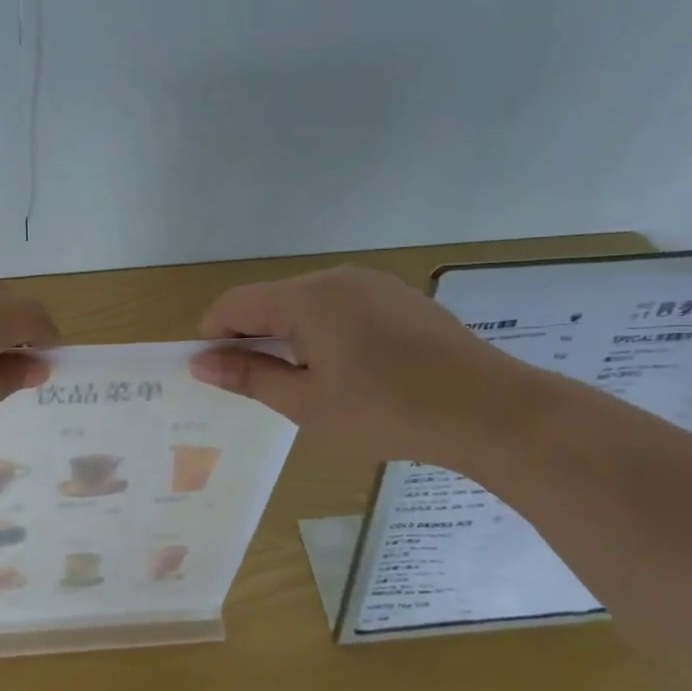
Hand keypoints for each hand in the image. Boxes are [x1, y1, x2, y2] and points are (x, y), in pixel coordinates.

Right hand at [189, 265, 528, 468]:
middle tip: (254, 385)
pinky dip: (324, 333)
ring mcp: (374, 285)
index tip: (213, 374)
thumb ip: (250, 377)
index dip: (213, 336)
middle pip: (271, 300)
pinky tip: (346, 371)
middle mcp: (337, 278)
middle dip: (251, 338)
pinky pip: (342, 308)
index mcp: (307, 298)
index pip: (234, 304)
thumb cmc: (386, 412)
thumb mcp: (307, 404)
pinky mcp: (401, 299)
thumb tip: (202, 364)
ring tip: (301, 383)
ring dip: (288, 336)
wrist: (490, 410)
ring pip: (307, 304)